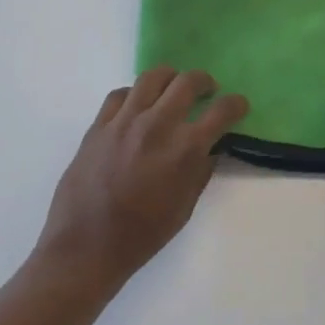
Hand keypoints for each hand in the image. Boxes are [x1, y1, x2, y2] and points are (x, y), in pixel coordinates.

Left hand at [36, 68, 248, 294]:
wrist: (86, 246)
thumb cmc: (142, 235)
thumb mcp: (184, 208)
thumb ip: (200, 172)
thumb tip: (209, 149)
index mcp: (184, 149)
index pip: (221, 112)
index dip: (236, 104)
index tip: (239, 105)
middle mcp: (157, 125)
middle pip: (187, 82)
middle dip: (204, 81)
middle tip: (208, 90)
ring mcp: (124, 121)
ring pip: (152, 77)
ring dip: (170, 78)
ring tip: (173, 87)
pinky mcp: (99, 125)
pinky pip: (120, 94)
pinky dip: (135, 94)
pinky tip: (137, 105)